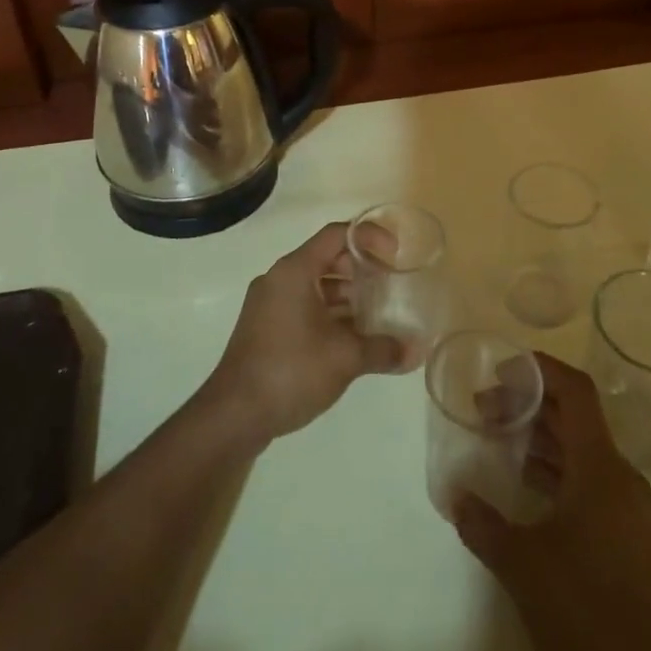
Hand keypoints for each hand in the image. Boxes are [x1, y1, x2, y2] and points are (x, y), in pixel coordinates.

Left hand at [200, 223, 406, 444]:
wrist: (234, 415)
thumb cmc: (290, 371)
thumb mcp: (344, 358)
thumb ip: (383, 349)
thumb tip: (416, 351)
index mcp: (294, 271)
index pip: (337, 235)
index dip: (370, 238)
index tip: (395, 256)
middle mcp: (279, 279)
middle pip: (326, 258)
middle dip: (361, 270)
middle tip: (389, 287)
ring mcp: (268, 304)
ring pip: (315, 285)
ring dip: (346, 296)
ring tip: (376, 317)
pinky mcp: (265, 328)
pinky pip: (303, 306)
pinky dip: (329, 313)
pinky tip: (350, 340)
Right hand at [452, 355, 650, 650]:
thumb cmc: (589, 610)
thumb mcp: (523, 565)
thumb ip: (484, 525)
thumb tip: (455, 496)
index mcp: (599, 466)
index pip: (575, 391)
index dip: (540, 369)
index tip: (501, 368)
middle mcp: (618, 476)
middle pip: (574, 418)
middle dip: (529, 404)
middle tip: (484, 408)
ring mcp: (627, 508)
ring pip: (580, 451)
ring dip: (540, 439)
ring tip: (497, 439)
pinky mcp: (627, 537)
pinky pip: (587, 481)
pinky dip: (555, 470)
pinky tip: (526, 488)